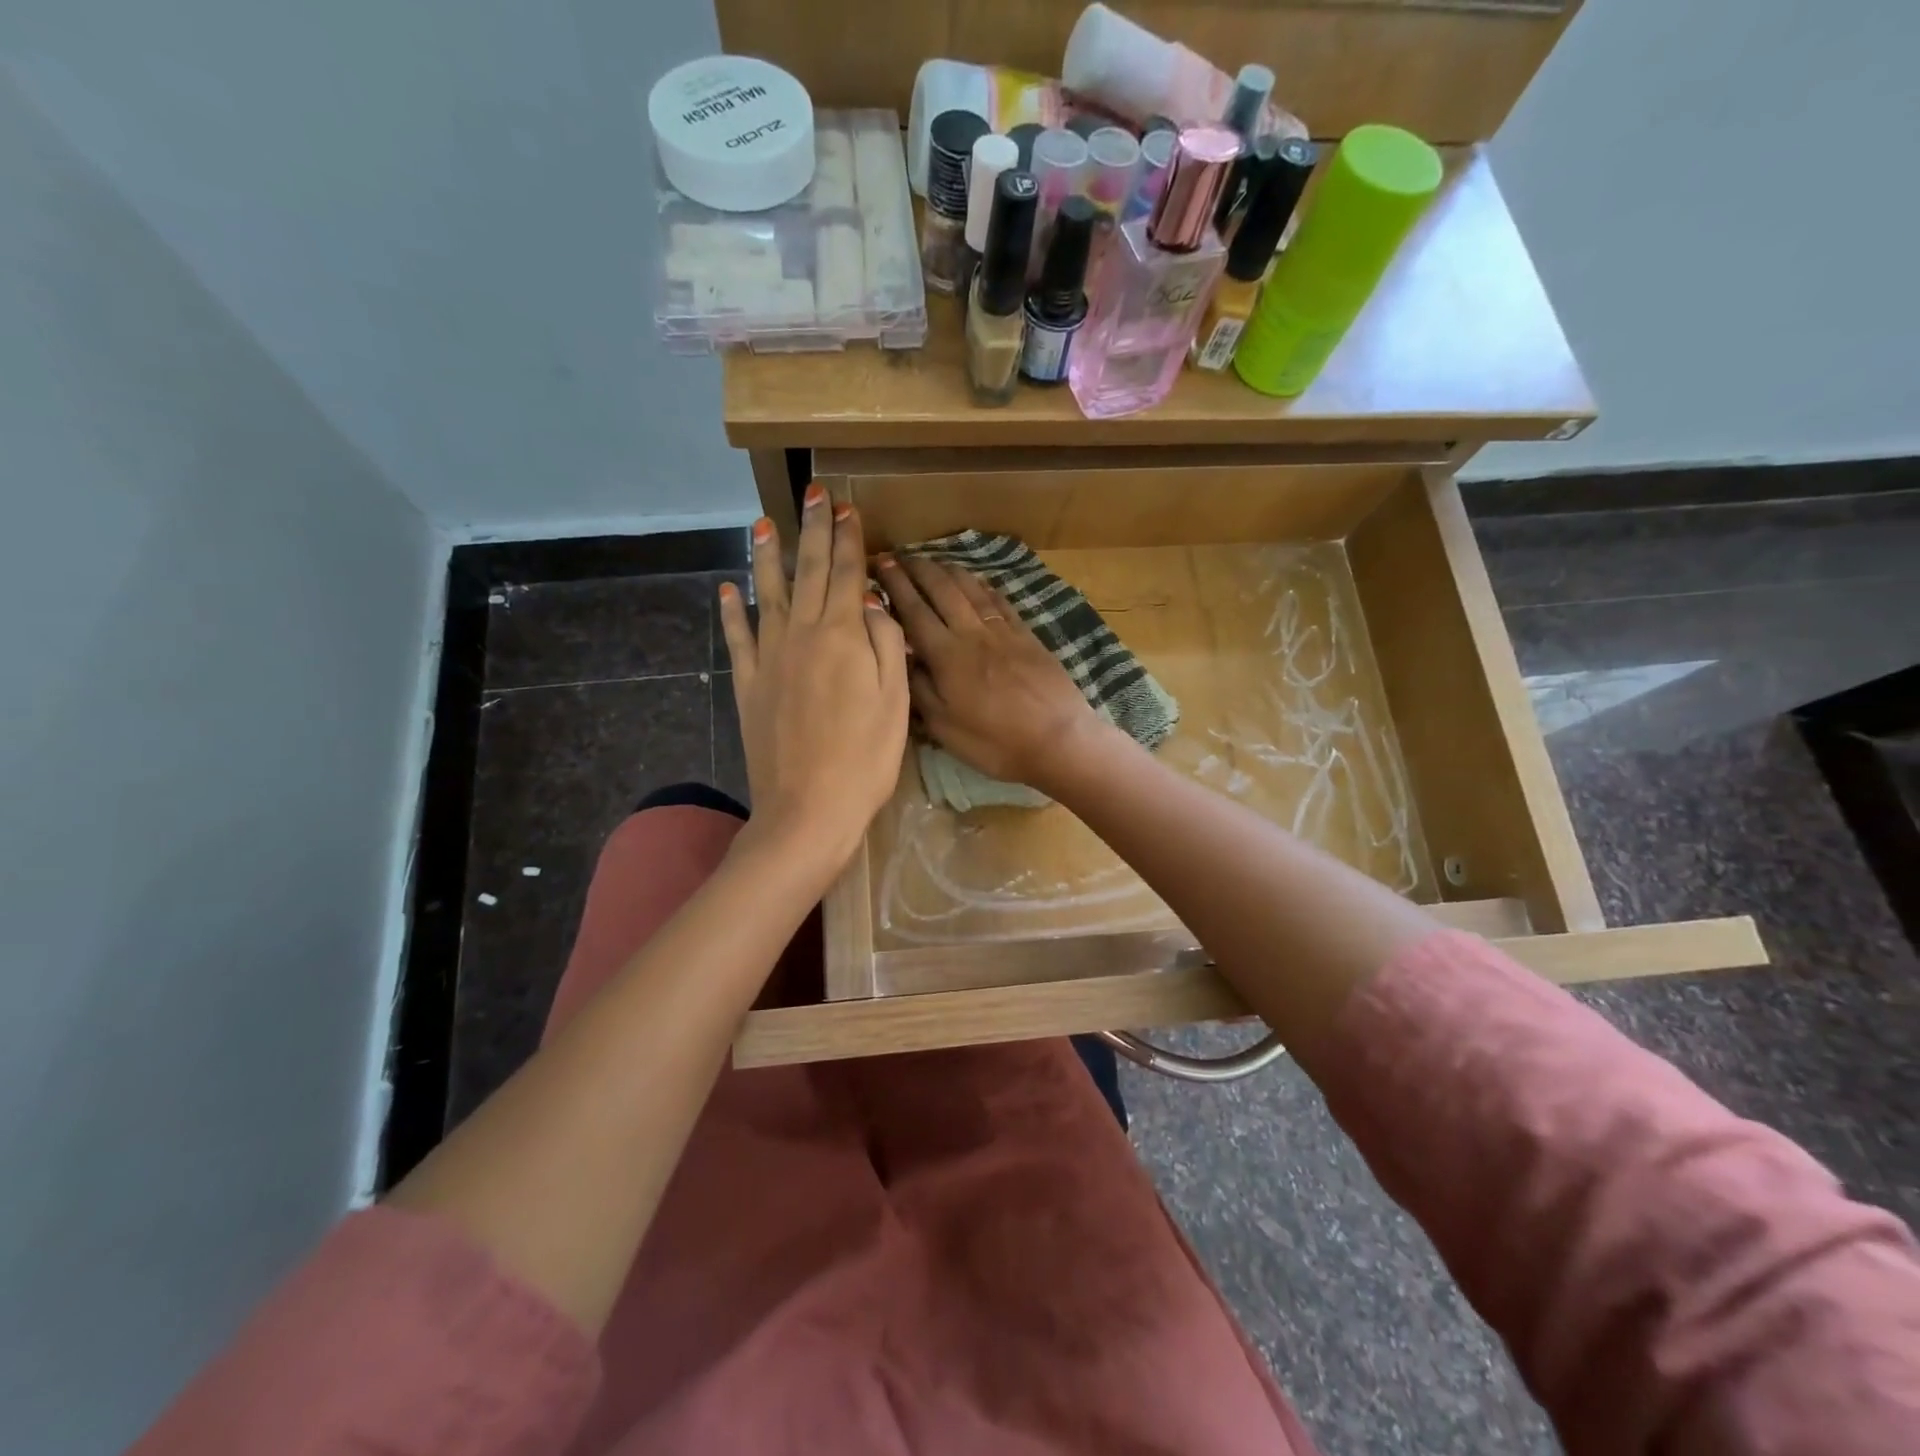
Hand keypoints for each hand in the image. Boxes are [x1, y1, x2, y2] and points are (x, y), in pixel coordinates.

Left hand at [719, 486, 908, 871]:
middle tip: (813, 493)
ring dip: (765, 557)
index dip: (848, 538)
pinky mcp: (748, 684)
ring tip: (761, 524)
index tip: (847, 507)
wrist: (808, 809)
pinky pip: (737, 638)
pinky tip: (727, 590)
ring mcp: (770, 658)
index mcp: (844, 637)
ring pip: (768, 594)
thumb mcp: (896, 701)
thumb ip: (887, 643)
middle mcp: (803, 635)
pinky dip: (731, 612)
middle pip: (809, 572)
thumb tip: (873, 601)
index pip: (847, 574)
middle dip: (813, 530)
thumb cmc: (866, 759)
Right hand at [875, 553, 1101, 792]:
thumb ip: (920, 689)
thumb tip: (904, 657)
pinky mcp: (1027, 636)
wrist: (1058, 740)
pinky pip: (1000, 601)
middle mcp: (972, 634)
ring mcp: (1003, 632)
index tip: (883, 564)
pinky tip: (977, 581)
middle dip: (919, 570)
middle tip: (902, 557)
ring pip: (971, 590)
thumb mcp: (945, 728)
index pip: (915, 611)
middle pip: (942, 590)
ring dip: (949, 571)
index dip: (897, 586)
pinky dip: (983, 586)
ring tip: (933, 561)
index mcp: (947, 656)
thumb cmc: (995, 743)